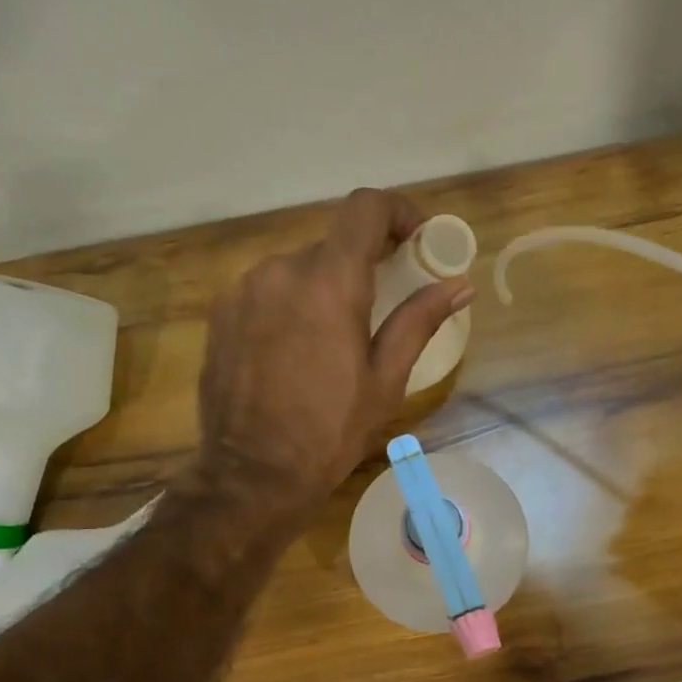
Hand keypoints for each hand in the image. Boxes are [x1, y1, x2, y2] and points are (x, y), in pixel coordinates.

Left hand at [192, 188, 473, 528]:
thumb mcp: (386, 379)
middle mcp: (281, 270)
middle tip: (383, 302)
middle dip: (363, 263)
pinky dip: (291, 304)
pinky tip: (295, 350)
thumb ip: (420, 320)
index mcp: (330, 281)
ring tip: (334, 338)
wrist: (252, 474)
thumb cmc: (330, 430)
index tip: (415, 240)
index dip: (398, 211)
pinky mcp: (221, 313)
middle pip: (333, 243)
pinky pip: (267, 291)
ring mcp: (244, 289)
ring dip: (324, 287)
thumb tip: (460, 285)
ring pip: (297, 268)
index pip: (366, 207)